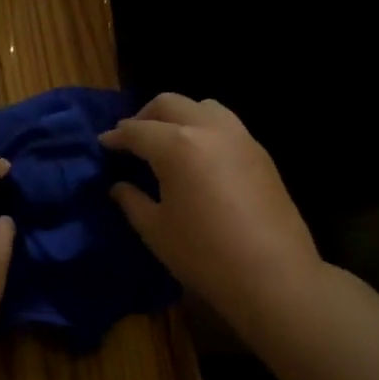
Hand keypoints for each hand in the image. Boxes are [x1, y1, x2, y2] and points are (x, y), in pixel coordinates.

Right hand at [101, 94, 321, 336]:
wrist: (274, 275)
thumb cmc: (205, 255)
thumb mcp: (156, 231)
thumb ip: (132, 201)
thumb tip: (119, 186)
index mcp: (177, 146)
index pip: (137, 130)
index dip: (116, 136)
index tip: (104, 144)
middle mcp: (208, 129)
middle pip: (170, 104)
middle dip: (145, 116)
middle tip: (132, 139)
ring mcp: (239, 137)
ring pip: (203, 106)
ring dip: (179, 116)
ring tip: (167, 141)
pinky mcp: (260, 153)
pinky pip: (225, 124)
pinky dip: (204, 128)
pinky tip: (198, 157)